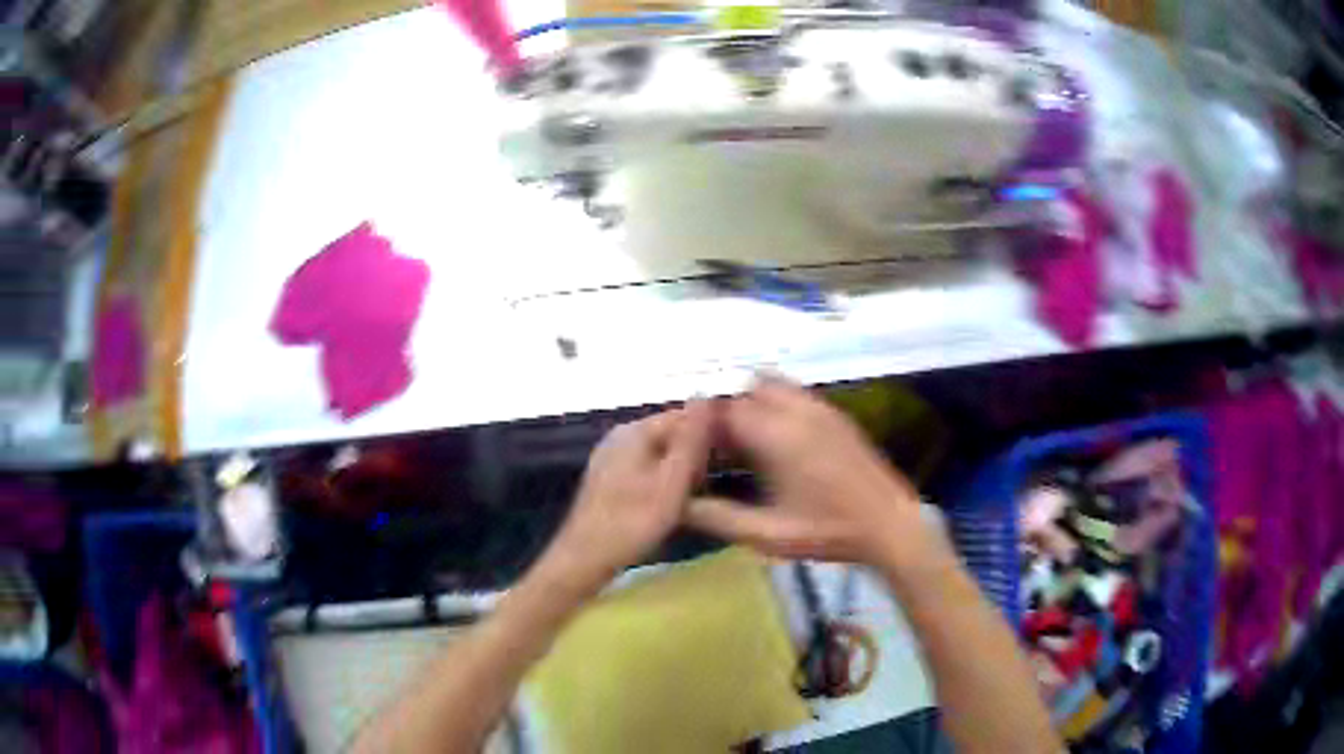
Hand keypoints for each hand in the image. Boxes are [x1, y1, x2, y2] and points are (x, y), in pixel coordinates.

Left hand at [542, 401, 711, 591]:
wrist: (584, 559)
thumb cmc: (632, 522)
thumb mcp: (672, 482)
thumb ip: (692, 440)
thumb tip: (707, 394)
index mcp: (635, 430)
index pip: (684, 416)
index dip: (712, 433)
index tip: (733, 458)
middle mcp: (621, 435)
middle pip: (672, 433)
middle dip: (696, 454)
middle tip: (711, 484)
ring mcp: (612, 457)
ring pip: (661, 453)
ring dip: (681, 470)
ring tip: (696, 496)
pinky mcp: (609, 479)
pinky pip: (647, 468)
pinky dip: (664, 481)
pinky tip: (672, 504)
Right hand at [686, 376, 931, 566]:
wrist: (890, 525)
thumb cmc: (828, 532)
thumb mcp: (768, 534)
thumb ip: (719, 518)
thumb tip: (679, 505)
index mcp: (777, 435)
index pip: (723, 410)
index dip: (699, 426)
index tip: (688, 448)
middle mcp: (797, 409)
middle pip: (745, 389)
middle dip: (724, 410)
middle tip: (713, 445)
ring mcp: (820, 406)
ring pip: (770, 384)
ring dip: (749, 401)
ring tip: (741, 440)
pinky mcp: (835, 413)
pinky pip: (793, 392)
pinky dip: (773, 402)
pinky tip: (774, 439)